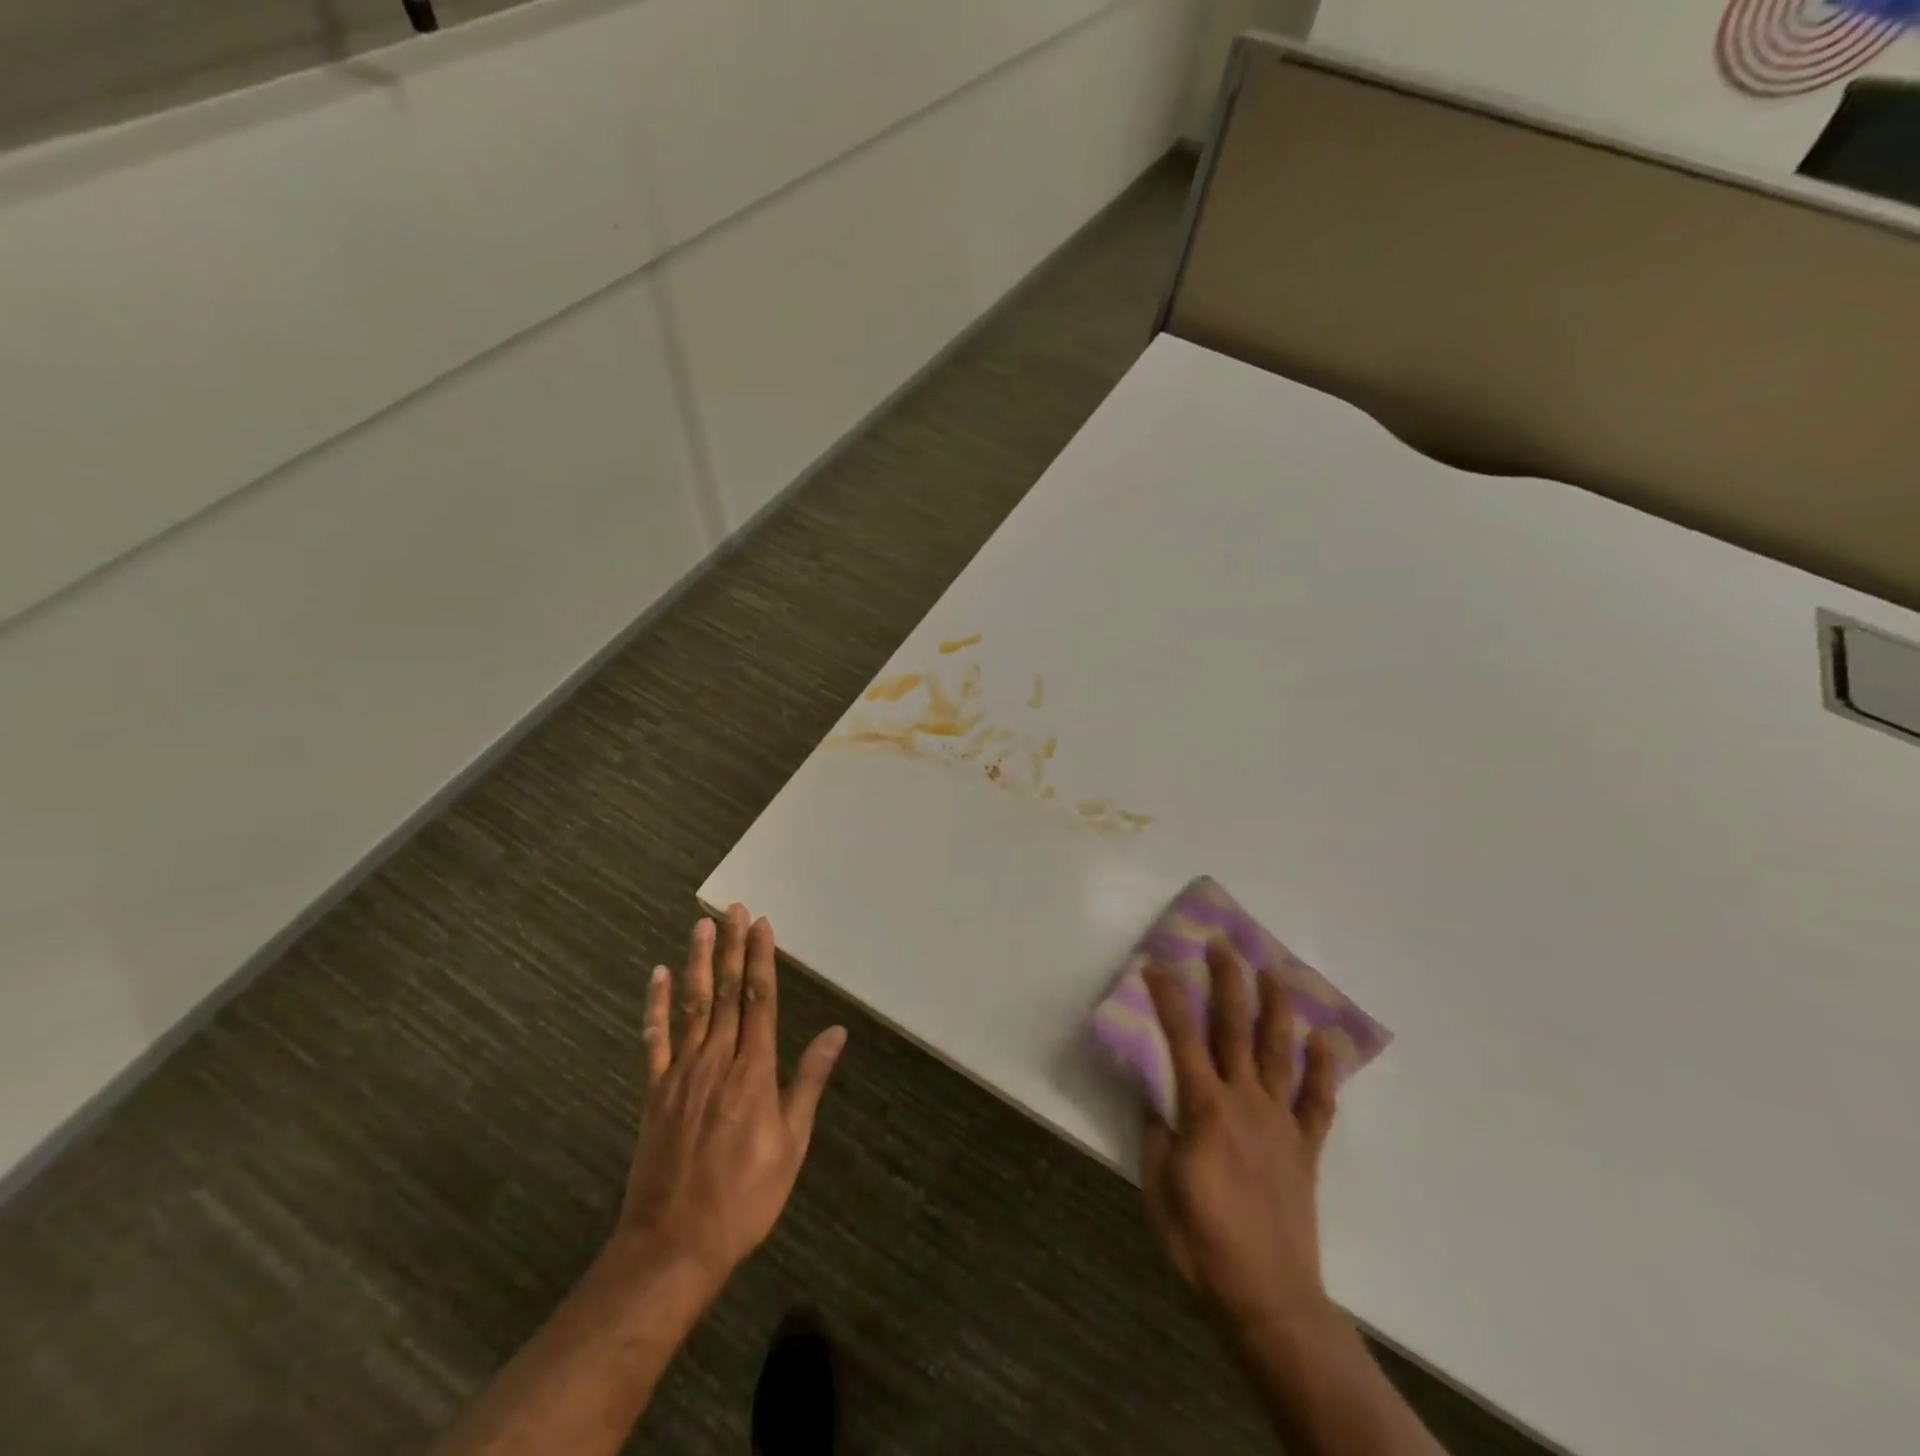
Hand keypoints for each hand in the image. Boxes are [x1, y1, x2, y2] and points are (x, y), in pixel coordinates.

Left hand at [617, 904, 846, 1295]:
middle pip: (727, 993)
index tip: (762, 926)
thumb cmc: (745, 1197)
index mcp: (754, 1072)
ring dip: (698, 963)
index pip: (760, 1001)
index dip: (761, 960)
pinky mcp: (654, 1091)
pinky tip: (659, 976)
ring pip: (692, 1006)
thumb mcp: (792, 1144)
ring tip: (702, 926)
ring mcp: (681, 1073)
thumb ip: (809, 1082)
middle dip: (732, 948)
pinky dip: (656, 1006)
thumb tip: (836, 1033)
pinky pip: (654, 1040)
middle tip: (734, 910)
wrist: (673, 1245)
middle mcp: (717, 1061)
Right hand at [1140, 941, 1338, 1338]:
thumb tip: (1153, 1092)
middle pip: (1235, 1030)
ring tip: (1275, 971)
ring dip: (1275, 1008)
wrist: (1268, 1299)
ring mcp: (1280, 1122)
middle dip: (1227, 982)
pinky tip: (1324, 1038)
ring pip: (1278, 1052)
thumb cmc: (1201, 1243)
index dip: (1168, 997)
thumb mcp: (1158, 1187)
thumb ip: (1155, 1131)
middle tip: (1222, 944)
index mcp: (1204, 1109)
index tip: (1156, 964)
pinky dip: (1323, 1068)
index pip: (1181, 1038)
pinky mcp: (1305, 1148)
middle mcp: (1245, 1102)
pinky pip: (1317, 1101)